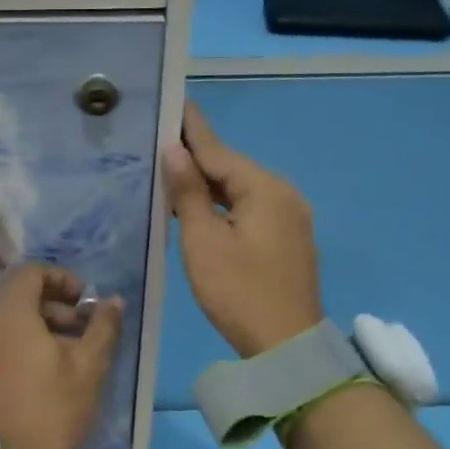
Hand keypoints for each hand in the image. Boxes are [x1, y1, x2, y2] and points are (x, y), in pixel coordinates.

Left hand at [0, 265, 122, 448]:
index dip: (61, 278)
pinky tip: (46, 366)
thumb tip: (114, 301)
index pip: (30, 273)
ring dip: (41, 324)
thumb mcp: (90, 364)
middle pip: (19, 296)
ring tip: (70, 350)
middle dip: (55, 304)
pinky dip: (22, 341)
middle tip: (83, 328)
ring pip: (9, 320)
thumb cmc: (56, 408)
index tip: (84, 301)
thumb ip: (102, 325)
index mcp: (9, 317)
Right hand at [162, 101, 323, 356]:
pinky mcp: (287, 239)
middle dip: (197, 157)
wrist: (287, 346)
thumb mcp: (204, 241)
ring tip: (172, 173)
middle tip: (159, 142)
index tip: (171, 102)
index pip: (218, 150)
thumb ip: (188, 193)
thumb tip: (175, 151)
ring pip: (241, 190)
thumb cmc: (239, 291)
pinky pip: (250, 209)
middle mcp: (283, 194)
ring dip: (208, 184)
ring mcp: (290, 217)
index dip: (191, 129)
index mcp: (264, 188)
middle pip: (232, 168)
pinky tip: (200, 207)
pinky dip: (224, 204)